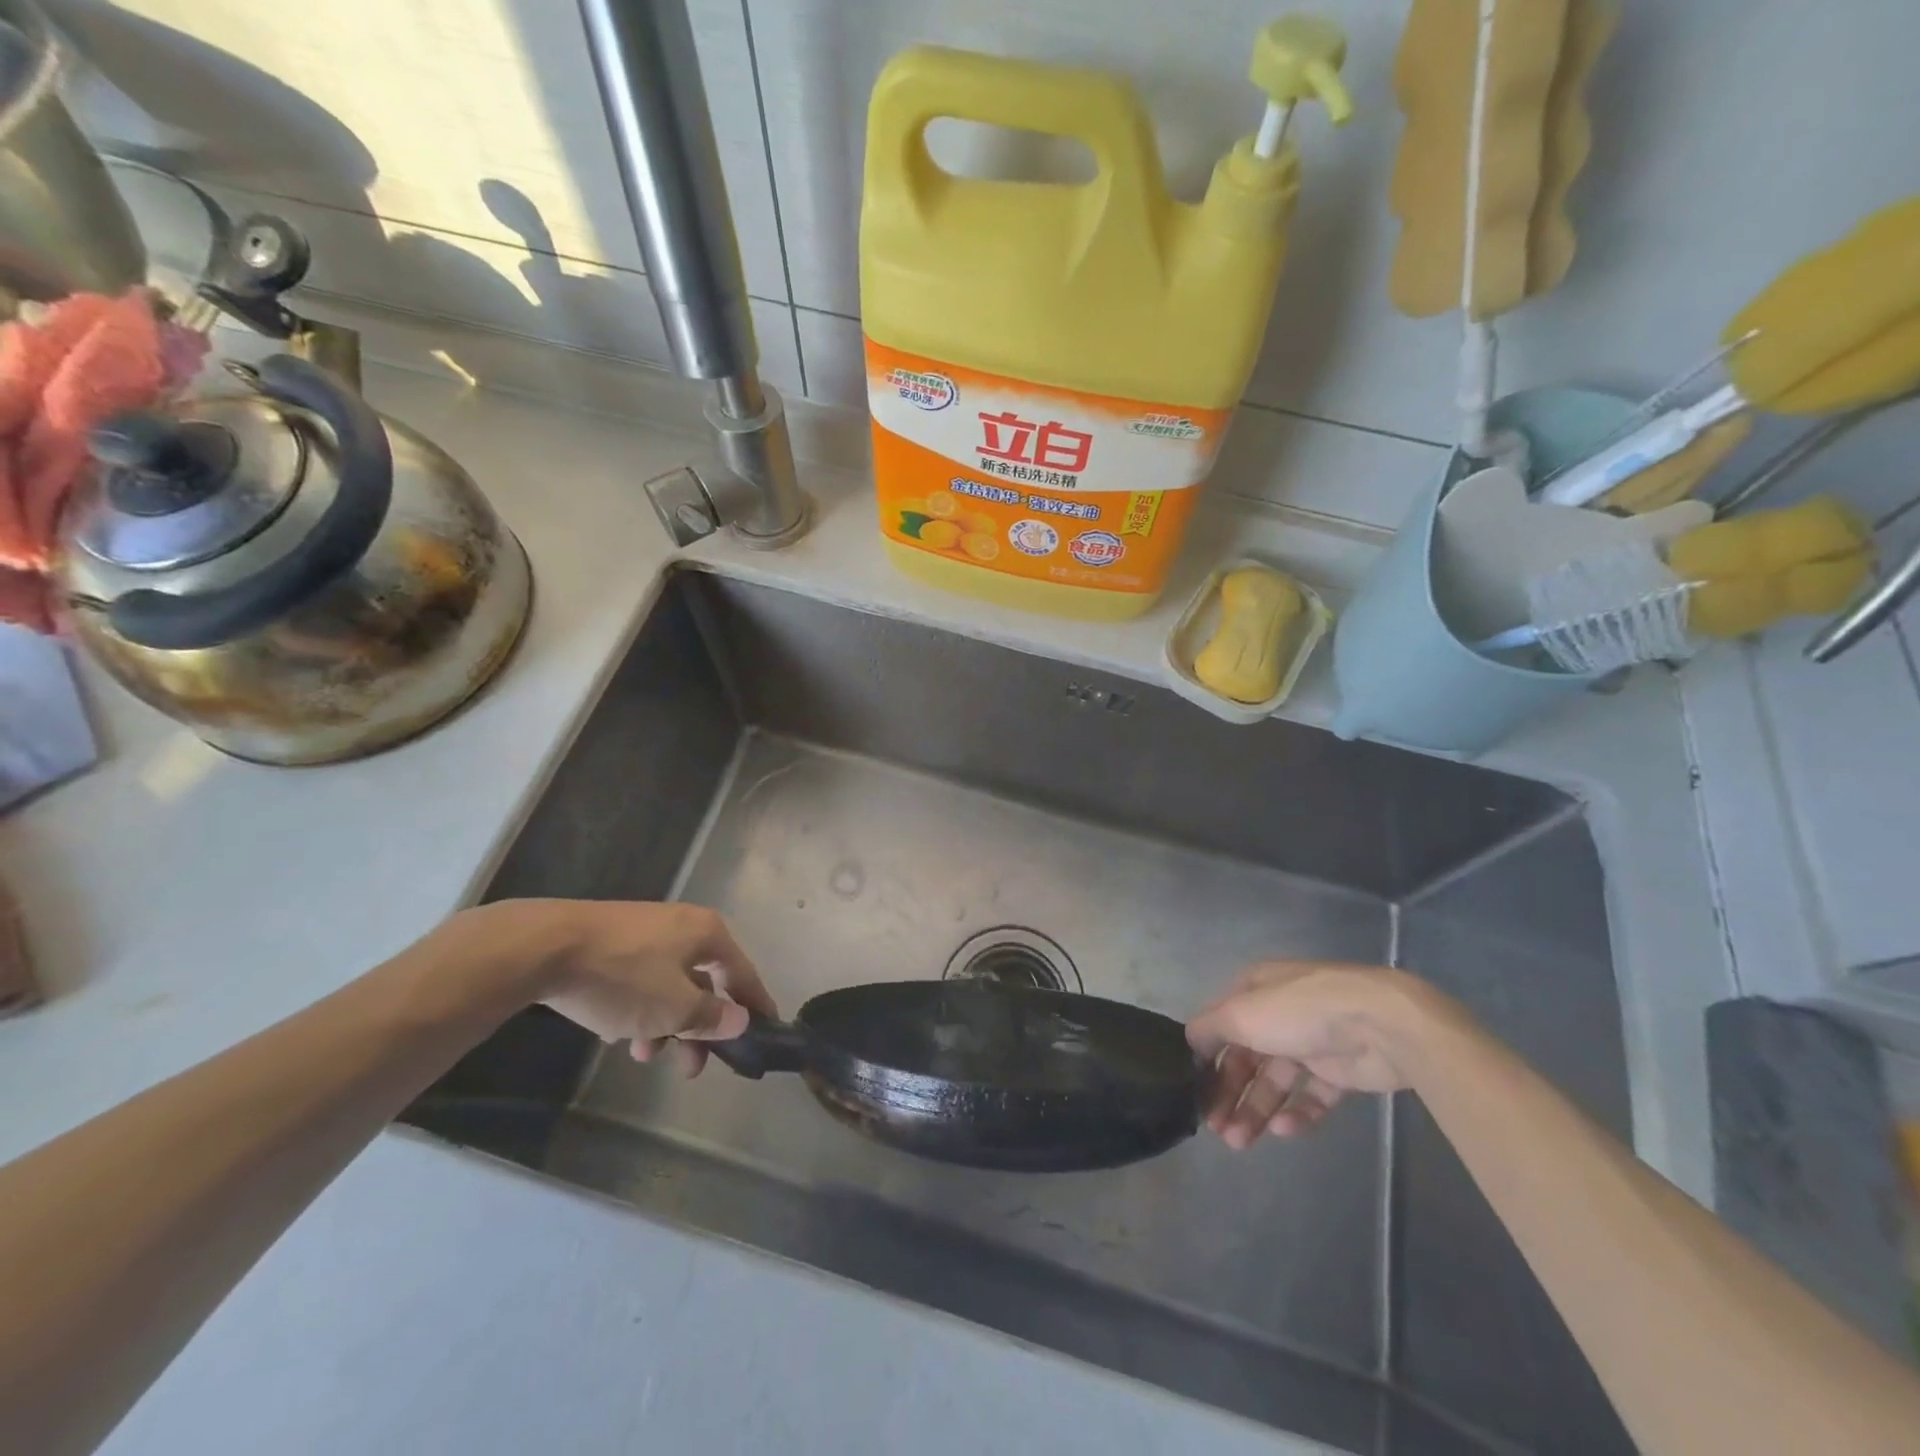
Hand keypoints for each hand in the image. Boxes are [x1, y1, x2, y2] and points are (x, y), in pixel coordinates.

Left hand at [455, 900, 776, 1076]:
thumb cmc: (623, 978)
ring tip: (643, 1055)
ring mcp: (644, 931)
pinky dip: (638, 1007)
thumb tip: (740, 1019)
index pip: (743, 973)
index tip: (766, 1031)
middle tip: (691, 1069)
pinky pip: (639, 978)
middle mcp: (682, 926)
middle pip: (703, 983)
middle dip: (697, 1029)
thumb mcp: (674, 1008)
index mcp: (707, 933)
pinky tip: (616, 1031)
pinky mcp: (611, 940)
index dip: (755, 1005)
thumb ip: (711, 1016)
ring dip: (663, 1024)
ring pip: (668, 984)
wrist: (543, 947)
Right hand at [1186, 961, 1430, 1149]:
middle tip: (1215, 1128)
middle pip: (1246, 1057)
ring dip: (1255, 1109)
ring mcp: (1310, 1042)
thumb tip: (1189, 1042)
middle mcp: (1278, 1014)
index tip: (1194, 1090)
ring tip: (1239, 1142)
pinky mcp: (1339, 1072)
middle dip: (1229, 1092)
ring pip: (1275, 1081)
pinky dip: (1296, 1113)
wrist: (1379, 1025)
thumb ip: (1209, 1028)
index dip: (1206, 1057)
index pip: (1221, 1025)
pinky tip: (1282, 1130)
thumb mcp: (1241, 1013)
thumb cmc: (1298, 1011)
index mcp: (1254, 991)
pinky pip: (1311, 1096)